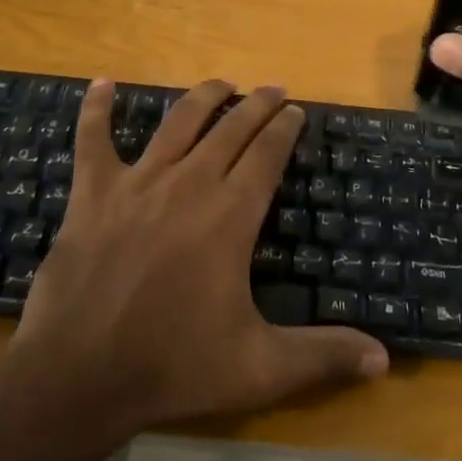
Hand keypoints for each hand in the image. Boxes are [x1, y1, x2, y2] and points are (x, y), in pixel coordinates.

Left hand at [11, 80, 387, 439]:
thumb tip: (384, 360)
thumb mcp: (259, 369)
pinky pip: (92, 140)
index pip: (267, 155)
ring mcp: (138, 183)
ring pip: (177, 122)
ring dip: (204, 97)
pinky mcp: (92, 194)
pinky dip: (97, 109)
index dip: (284, 129)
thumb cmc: (173, 368)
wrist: (77, 378)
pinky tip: (103, 85)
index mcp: (230, 215)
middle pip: (230, 129)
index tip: (296, 111)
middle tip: (273, 88)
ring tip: (222, 83)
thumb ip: (322, 356)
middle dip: (256, 104)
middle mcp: (190, 184)